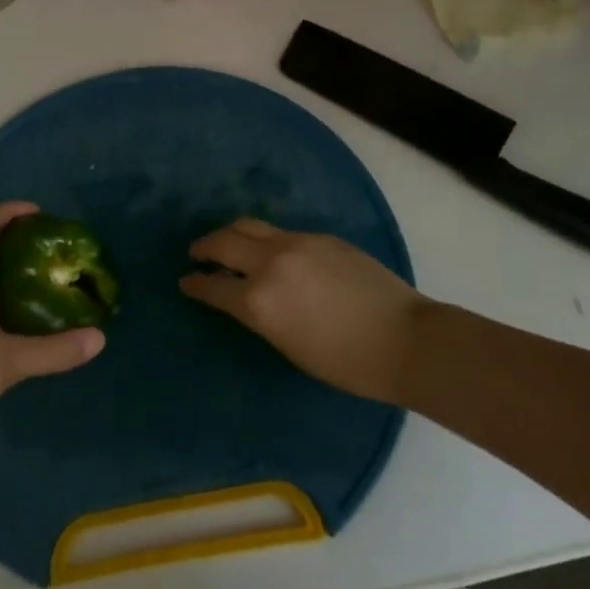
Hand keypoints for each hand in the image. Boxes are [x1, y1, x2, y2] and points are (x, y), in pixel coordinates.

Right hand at [181, 218, 426, 404]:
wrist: (403, 338)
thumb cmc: (345, 362)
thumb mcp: (288, 345)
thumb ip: (260, 314)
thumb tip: (245, 296)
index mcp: (259, 302)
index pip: (213, 287)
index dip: (196, 285)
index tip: (186, 281)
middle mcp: (270, 263)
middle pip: (224, 242)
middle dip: (205, 246)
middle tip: (197, 252)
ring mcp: (297, 243)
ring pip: (250, 226)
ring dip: (231, 233)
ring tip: (225, 241)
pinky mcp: (320, 236)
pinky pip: (281, 232)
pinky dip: (264, 239)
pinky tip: (269, 250)